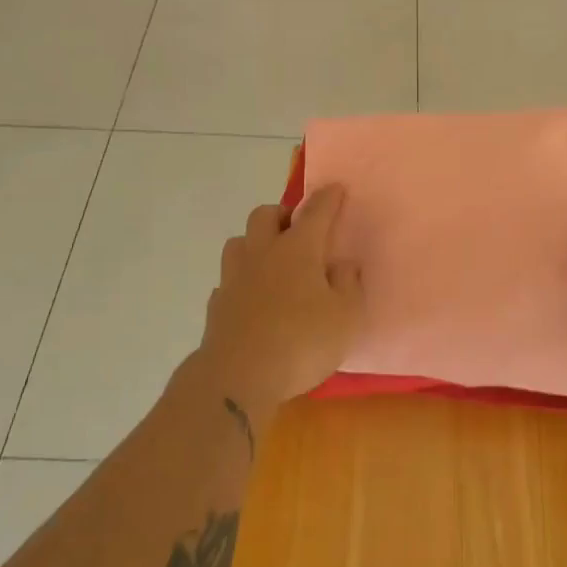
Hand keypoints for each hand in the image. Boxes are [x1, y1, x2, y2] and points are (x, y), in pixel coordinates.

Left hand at [195, 185, 364, 425]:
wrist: (237, 377)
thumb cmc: (301, 342)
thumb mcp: (346, 317)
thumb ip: (349, 285)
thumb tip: (343, 264)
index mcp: (298, 249)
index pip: (316, 212)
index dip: (328, 198)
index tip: (336, 189)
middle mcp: (263, 253)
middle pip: (265, 214)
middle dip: (282, 214)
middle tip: (297, 230)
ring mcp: (234, 277)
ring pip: (239, 242)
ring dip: (255, 243)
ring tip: (271, 261)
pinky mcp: (217, 304)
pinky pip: (228, 280)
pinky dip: (241, 282)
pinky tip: (251, 298)